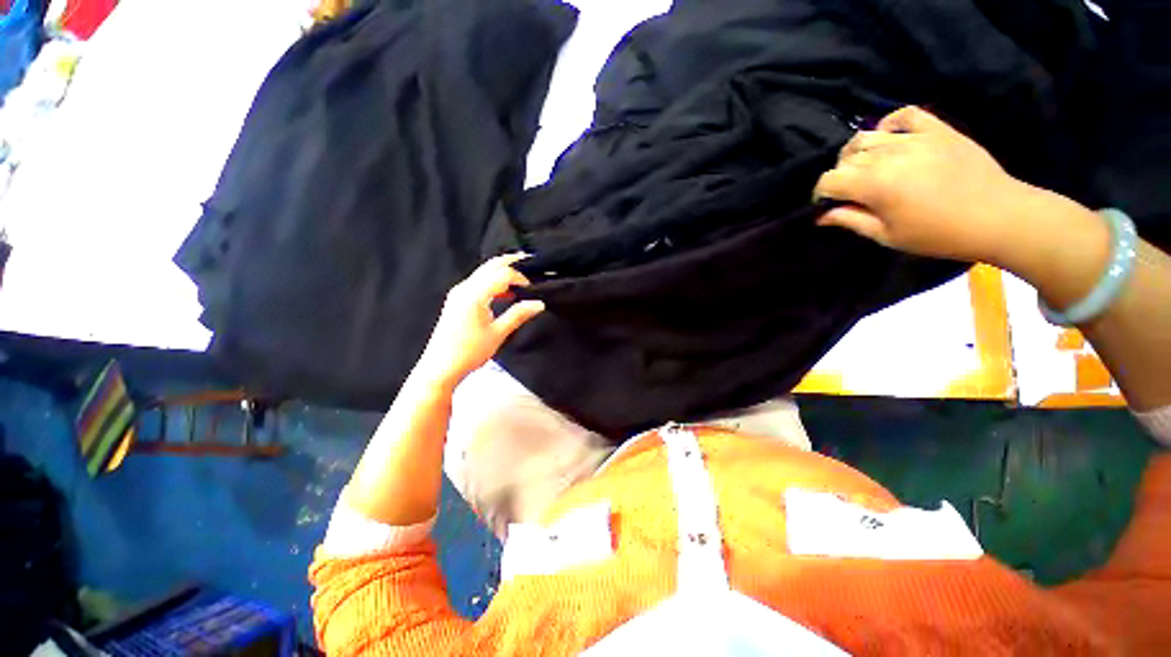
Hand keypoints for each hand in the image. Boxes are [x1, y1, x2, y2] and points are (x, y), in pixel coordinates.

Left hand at [418, 254, 544, 389]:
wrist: (440, 367)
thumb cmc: (470, 352)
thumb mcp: (498, 333)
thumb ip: (518, 315)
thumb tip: (539, 303)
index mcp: (474, 294)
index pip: (502, 274)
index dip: (520, 277)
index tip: (533, 288)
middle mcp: (464, 288)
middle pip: (490, 266)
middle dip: (510, 262)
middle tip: (530, 262)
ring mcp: (458, 293)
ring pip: (484, 272)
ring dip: (502, 272)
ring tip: (521, 278)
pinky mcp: (457, 300)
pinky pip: (478, 282)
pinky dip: (493, 282)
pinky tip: (505, 293)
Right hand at [812, 106, 1031, 263]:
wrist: (998, 216)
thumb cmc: (938, 233)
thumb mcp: (886, 235)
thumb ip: (850, 220)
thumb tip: (821, 215)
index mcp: (873, 183)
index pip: (829, 180)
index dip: (821, 193)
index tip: (827, 205)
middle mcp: (888, 155)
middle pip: (846, 158)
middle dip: (839, 176)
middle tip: (849, 193)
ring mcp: (914, 138)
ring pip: (867, 136)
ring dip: (857, 153)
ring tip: (865, 167)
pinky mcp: (937, 130)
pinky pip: (905, 115)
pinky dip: (890, 124)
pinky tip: (888, 137)